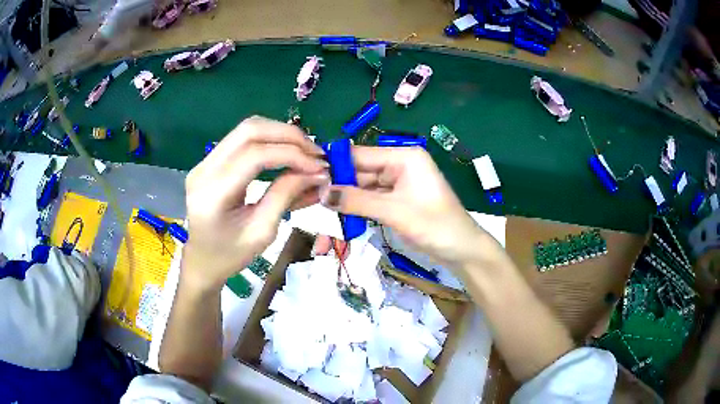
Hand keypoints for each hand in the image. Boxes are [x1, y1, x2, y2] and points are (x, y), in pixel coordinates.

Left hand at [182, 116, 328, 290]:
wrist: (202, 261)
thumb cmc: (230, 256)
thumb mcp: (262, 232)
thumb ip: (286, 196)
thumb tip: (317, 172)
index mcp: (213, 193)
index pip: (255, 155)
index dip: (292, 154)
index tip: (320, 167)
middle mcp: (204, 169)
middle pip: (249, 130)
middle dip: (288, 135)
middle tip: (315, 153)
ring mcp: (205, 162)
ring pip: (247, 129)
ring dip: (280, 134)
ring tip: (305, 152)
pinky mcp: (211, 161)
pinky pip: (243, 139)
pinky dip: (270, 140)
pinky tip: (287, 152)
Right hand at [320, 146, 493, 269]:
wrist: (462, 250)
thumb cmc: (435, 226)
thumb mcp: (394, 212)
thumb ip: (357, 201)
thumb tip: (321, 192)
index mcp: (404, 157)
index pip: (361, 155)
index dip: (335, 164)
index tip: (308, 175)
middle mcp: (400, 165)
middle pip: (361, 171)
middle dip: (338, 184)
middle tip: (310, 196)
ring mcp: (399, 183)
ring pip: (364, 187)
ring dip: (346, 198)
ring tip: (319, 206)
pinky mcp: (398, 200)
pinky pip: (372, 199)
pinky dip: (358, 207)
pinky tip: (340, 213)